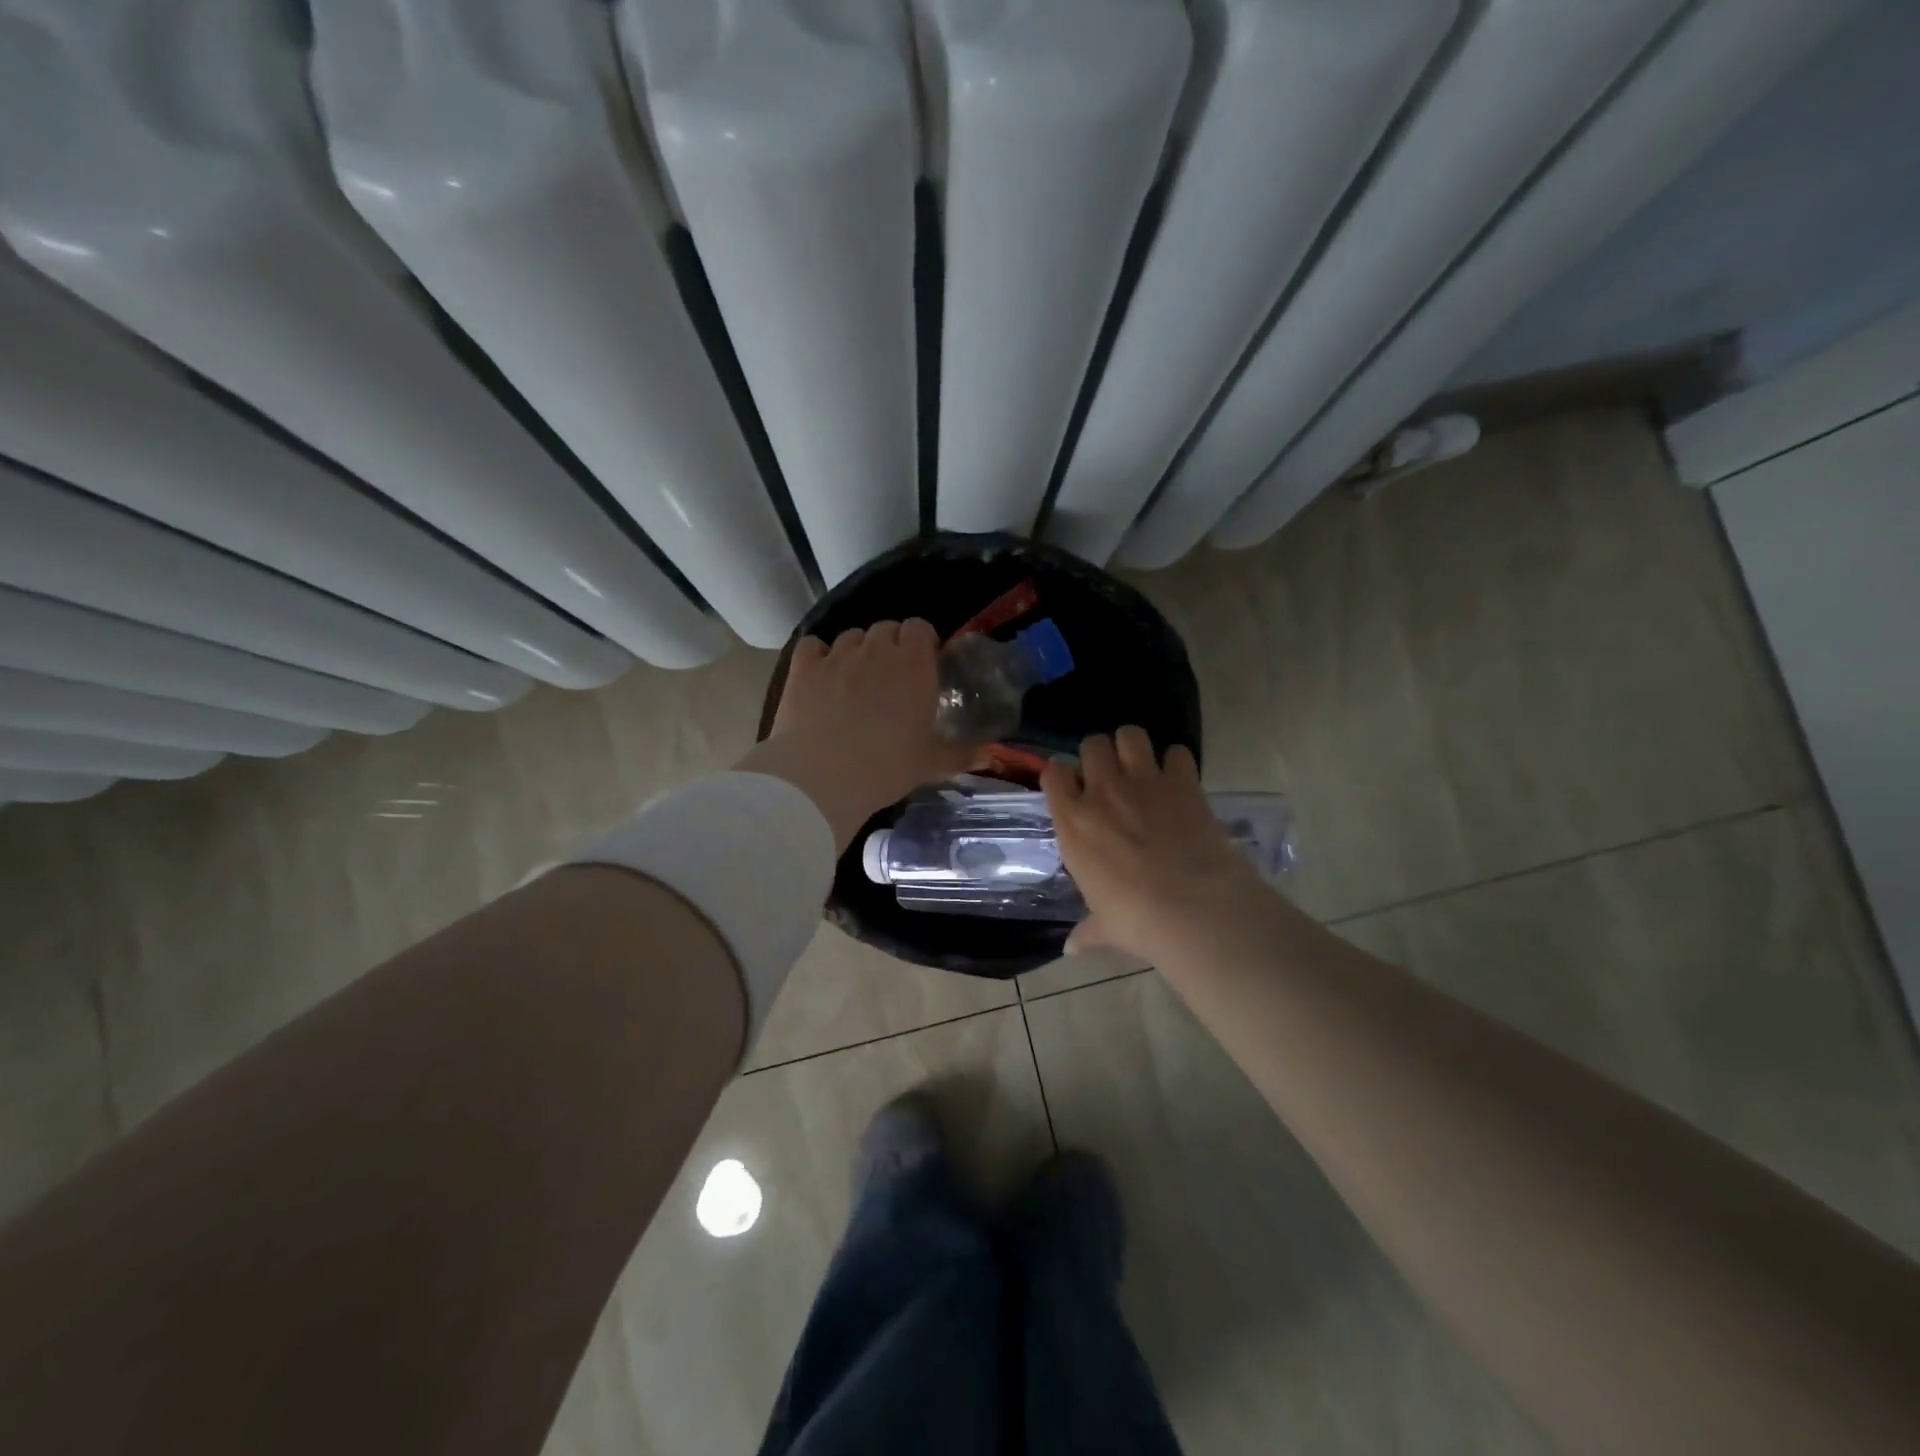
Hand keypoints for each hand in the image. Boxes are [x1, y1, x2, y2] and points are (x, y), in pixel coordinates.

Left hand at [741, 620, 977, 850]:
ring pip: (851, 636)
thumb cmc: (886, 768)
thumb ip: (960, 753)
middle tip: (892, 677)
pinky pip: (813, 645)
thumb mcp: (930, 764)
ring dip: (858, 650)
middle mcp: (876, 651)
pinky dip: (818, 654)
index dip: (922, 642)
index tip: (923, 664)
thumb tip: (986, 754)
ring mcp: (837, 656)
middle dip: (891, 645)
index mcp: (913, 666)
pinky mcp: (803, 668)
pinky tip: (821, 675)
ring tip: (856, 678)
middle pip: (886, 628)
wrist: (822, 777)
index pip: (920, 628)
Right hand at [1042, 726, 1271, 963]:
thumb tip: (1072, 949)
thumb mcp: (1105, 926)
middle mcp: (1102, 792)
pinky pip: (1177, 752)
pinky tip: (1180, 780)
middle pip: (1091, 744)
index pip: (1052, 774)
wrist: (1190, 907)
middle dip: (1098, 754)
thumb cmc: (1134, 919)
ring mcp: (1143, 782)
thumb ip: (1088, 930)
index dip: (1061, 775)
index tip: (1070, 786)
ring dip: (1134, 746)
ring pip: (1130, 735)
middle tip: (1110, 775)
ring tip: (1142, 765)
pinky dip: (1177, 762)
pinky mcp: (1182, 782)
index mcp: (1072, 823)